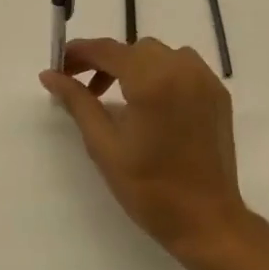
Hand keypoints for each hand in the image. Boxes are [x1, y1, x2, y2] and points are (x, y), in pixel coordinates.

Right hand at [40, 37, 249, 262]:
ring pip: (160, 55)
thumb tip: (50, 75)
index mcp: (152, 80)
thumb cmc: (149, 188)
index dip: (79, 53)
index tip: (58, 65)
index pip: (108, 50)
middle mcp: (182, 68)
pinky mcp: (218, 93)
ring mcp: (205, 79)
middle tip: (84, 89)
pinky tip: (150, 103)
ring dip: (134, 66)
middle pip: (135, 49)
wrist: (206, 220)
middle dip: (106, 62)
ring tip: (117, 97)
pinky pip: (183, 68)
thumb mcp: (104, 145)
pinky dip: (161, 74)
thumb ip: (77, 103)